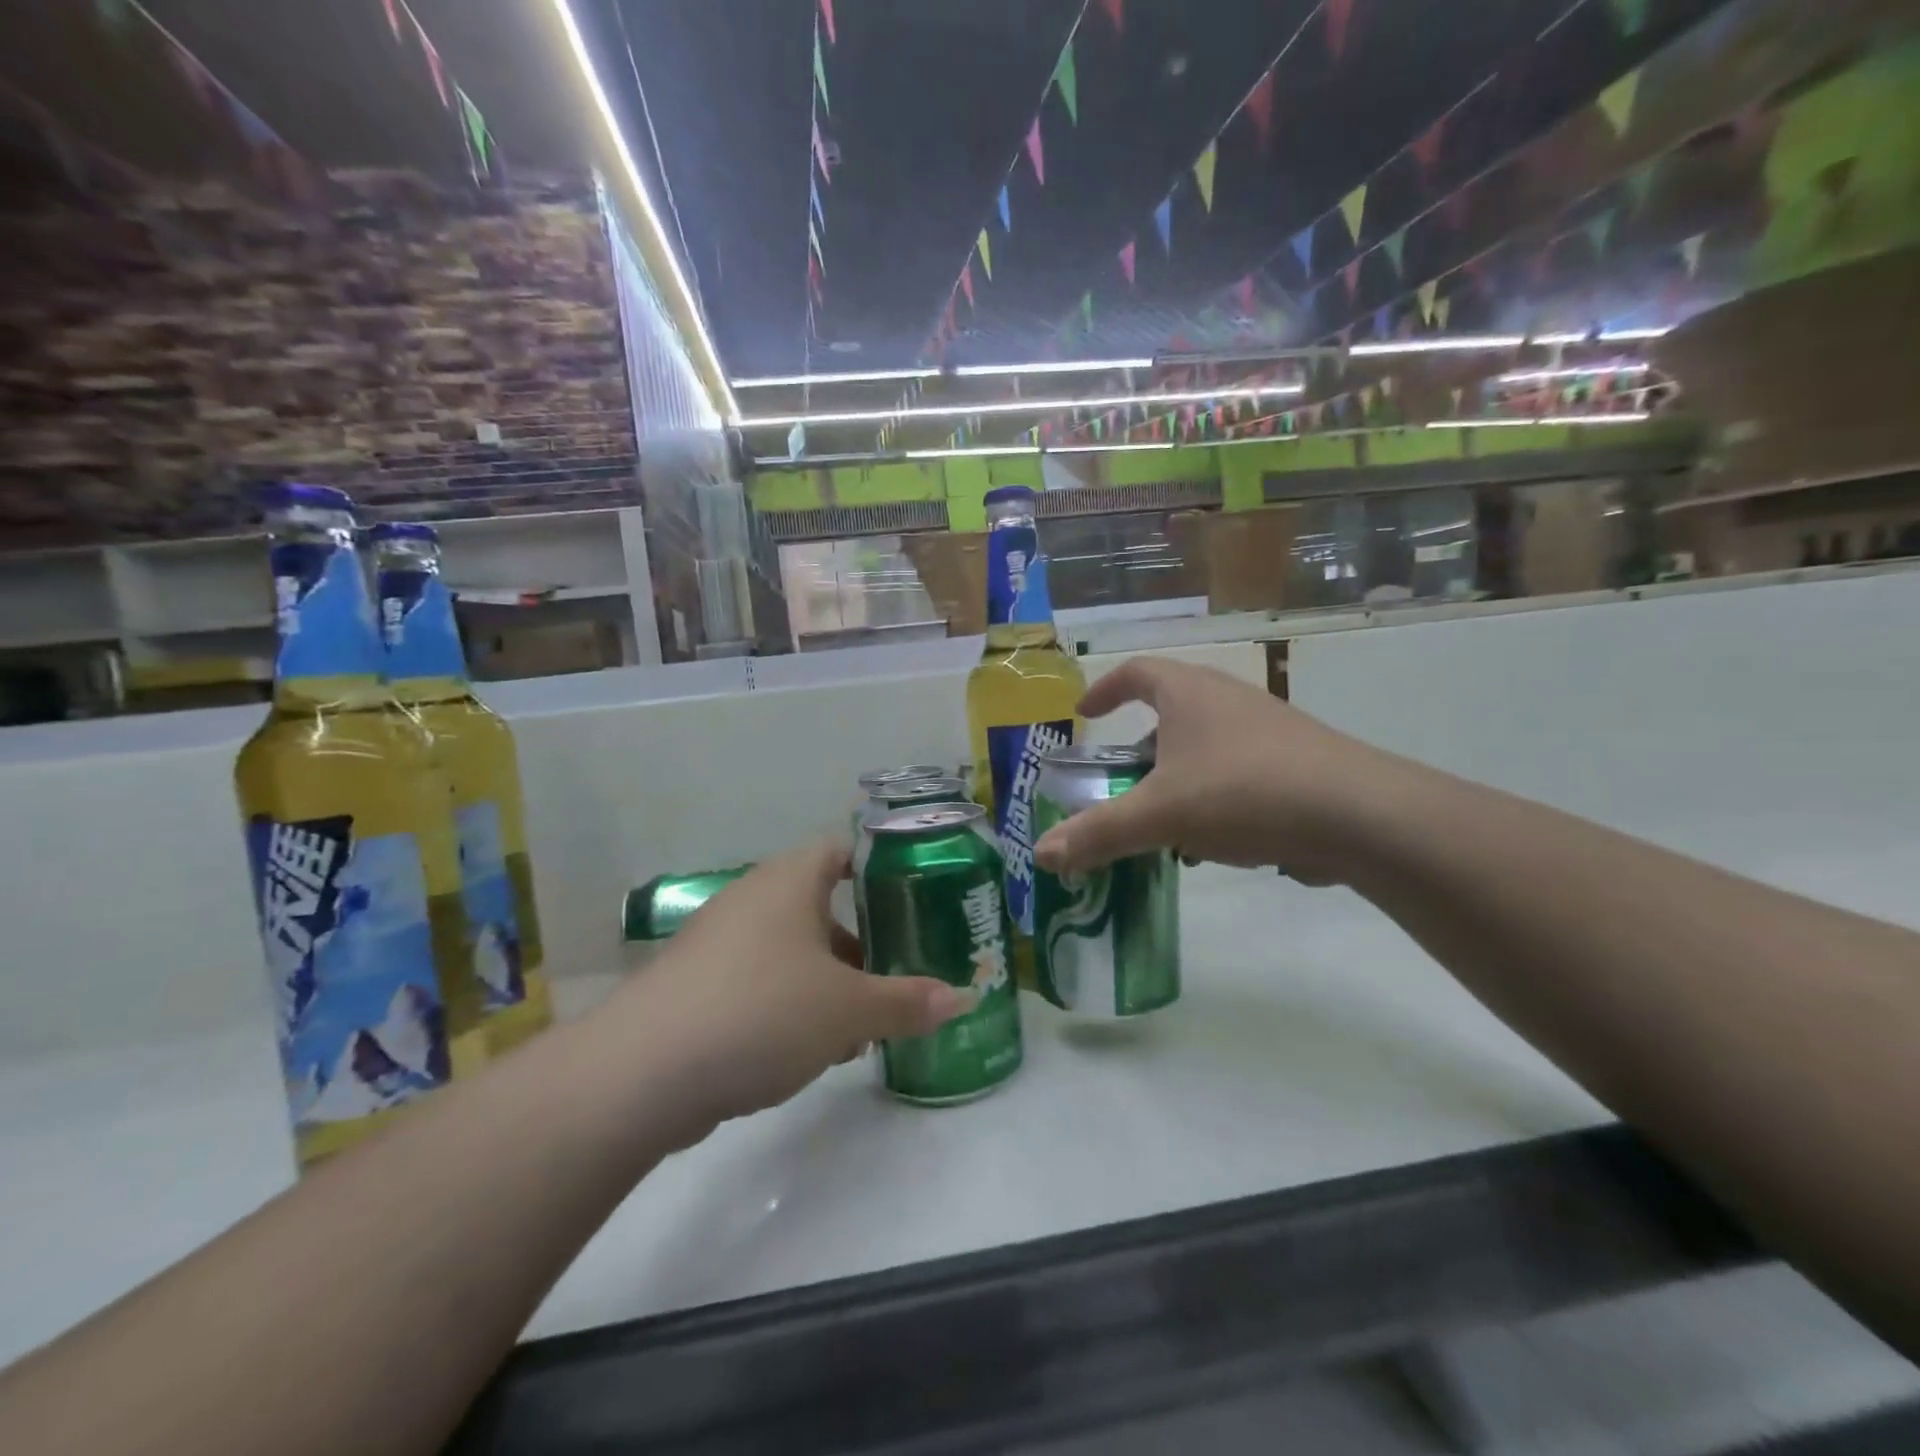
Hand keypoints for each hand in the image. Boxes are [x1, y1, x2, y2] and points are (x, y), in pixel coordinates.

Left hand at [614, 841, 971, 1139]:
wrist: (643, 1073)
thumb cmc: (762, 1012)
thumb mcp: (848, 1010)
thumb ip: (907, 1002)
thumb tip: (962, 998)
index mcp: (789, 880)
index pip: (843, 850)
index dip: (882, 868)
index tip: (917, 897)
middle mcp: (752, 899)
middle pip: (820, 904)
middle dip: (862, 939)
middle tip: (900, 968)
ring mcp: (719, 942)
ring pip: (792, 948)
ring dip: (829, 978)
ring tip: (865, 1020)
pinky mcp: (698, 985)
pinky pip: (761, 980)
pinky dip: (791, 1002)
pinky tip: (812, 1049)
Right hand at [1032, 657, 1375, 882]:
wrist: (1358, 815)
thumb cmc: (1244, 792)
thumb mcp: (1160, 815)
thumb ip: (1099, 833)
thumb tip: (1042, 854)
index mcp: (1189, 693)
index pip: (1135, 672)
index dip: (1104, 690)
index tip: (1084, 714)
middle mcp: (1228, 699)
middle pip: (1171, 709)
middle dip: (1141, 744)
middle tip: (1121, 777)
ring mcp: (1267, 729)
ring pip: (1206, 745)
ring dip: (1178, 776)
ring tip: (1163, 820)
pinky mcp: (1296, 762)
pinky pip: (1238, 772)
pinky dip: (1214, 796)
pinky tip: (1216, 842)